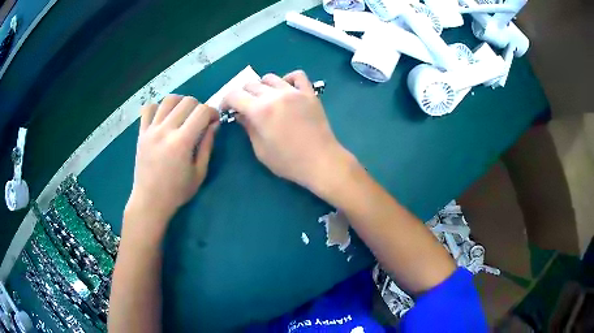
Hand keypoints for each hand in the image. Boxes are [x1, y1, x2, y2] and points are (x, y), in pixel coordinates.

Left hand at [126, 95, 218, 237]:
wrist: (149, 201)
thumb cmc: (176, 191)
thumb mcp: (199, 173)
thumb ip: (207, 145)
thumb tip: (214, 124)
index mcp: (182, 142)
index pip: (202, 111)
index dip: (212, 112)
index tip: (214, 121)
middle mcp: (165, 130)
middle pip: (187, 101)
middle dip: (199, 107)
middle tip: (199, 121)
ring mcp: (151, 130)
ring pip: (168, 100)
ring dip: (180, 103)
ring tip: (182, 115)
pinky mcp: (141, 132)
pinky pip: (148, 108)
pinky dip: (158, 107)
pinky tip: (163, 117)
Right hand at [221, 70, 351, 191]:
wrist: (321, 161)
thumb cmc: (288, 162)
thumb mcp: (261, 150)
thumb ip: (248, 128)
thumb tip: (240, 115)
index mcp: (260, 110)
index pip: (234, 95)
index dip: (226, 101)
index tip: (227, 110)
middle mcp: (275, 95)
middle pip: (251, 84)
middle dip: (243, 95)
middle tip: (245, 108)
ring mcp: (294, 92)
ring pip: (271, 77)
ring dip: (262, 87)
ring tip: (265, 99)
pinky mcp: (310, 93)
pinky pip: (297, 76)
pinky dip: (287, 79)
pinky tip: (286, 89)